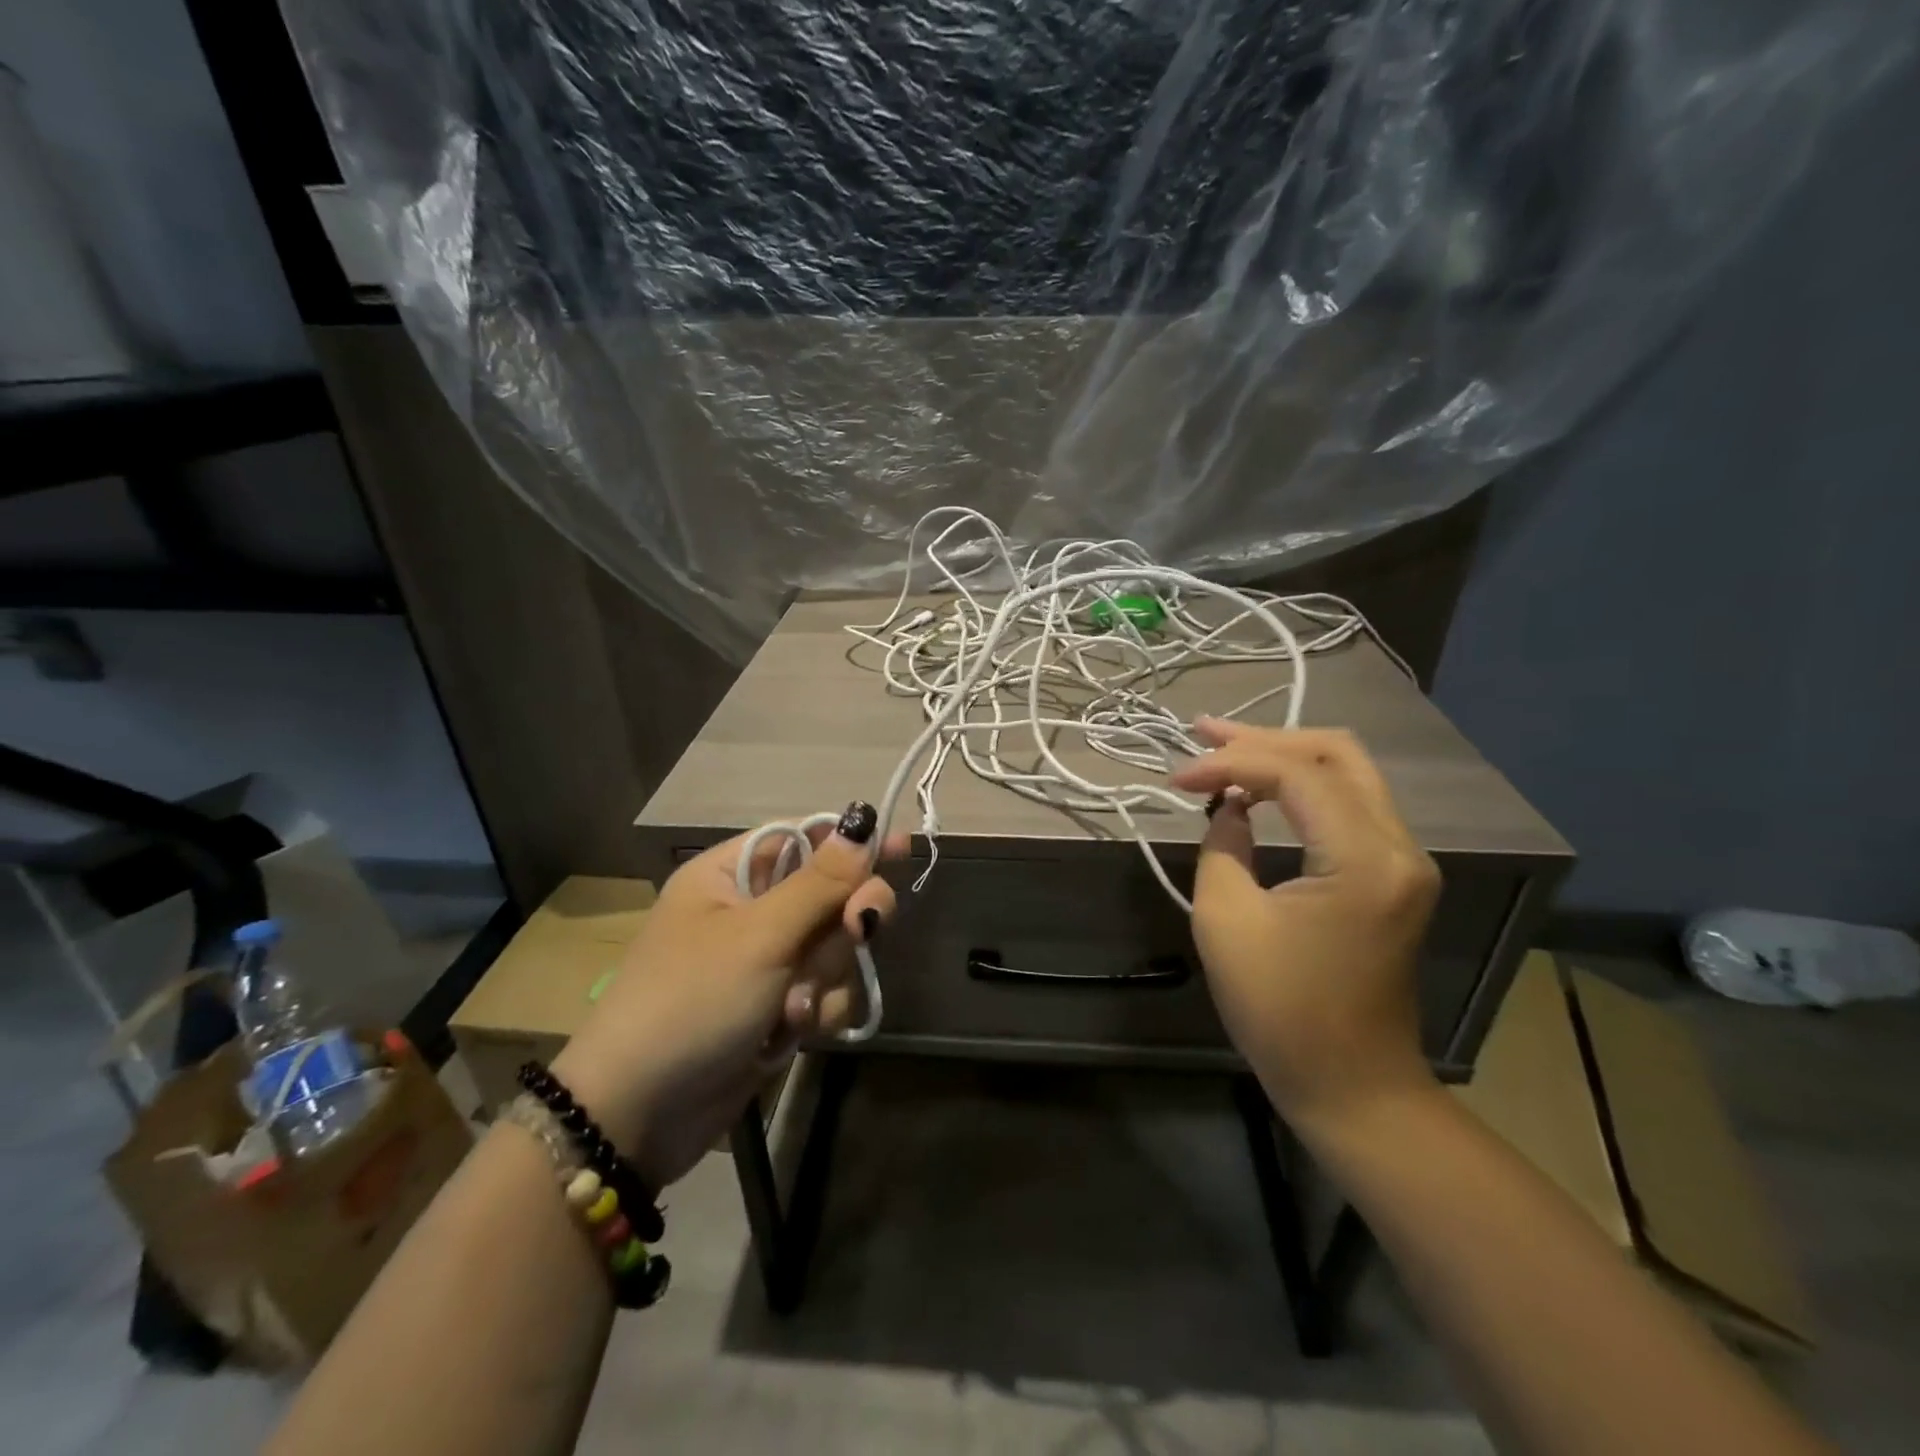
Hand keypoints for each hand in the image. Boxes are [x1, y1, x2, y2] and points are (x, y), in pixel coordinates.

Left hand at [550, 803, 901, 1188]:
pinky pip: (823, 991)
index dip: (851, 843)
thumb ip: (820, 882)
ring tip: (791, 1008)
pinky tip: (791, 1033)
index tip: (901, 847)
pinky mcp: (775, 1008)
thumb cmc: (693, 1002)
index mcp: (731, 876)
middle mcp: (750, 912)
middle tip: (860, 930)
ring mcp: (765, 964)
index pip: (804, 839)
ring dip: (824, 977)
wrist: (638, 1116)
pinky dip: (816, 1011)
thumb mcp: (760, 935)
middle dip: (844, 921)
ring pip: (834, 948)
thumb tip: (864, 822)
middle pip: (829, 895)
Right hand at [1170, 720, 1440, 1133]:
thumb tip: (1227, 807)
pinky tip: (1258, 788)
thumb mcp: (1226, 920)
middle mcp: (1400, 846)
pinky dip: (1301, 787)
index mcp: (1365, 859)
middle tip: (1203, 733)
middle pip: (1337, 754)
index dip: (1231, 762)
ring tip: (1223, 747)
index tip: (1177, 777)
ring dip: (1284, 755)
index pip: (1296, 775)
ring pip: (1348, 773)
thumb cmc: (1281, 1011)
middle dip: (1265, 738)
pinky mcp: (1394, 875)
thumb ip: (1222, 845)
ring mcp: (1405, 860)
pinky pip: (1350, 805)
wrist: (1352, 1085)